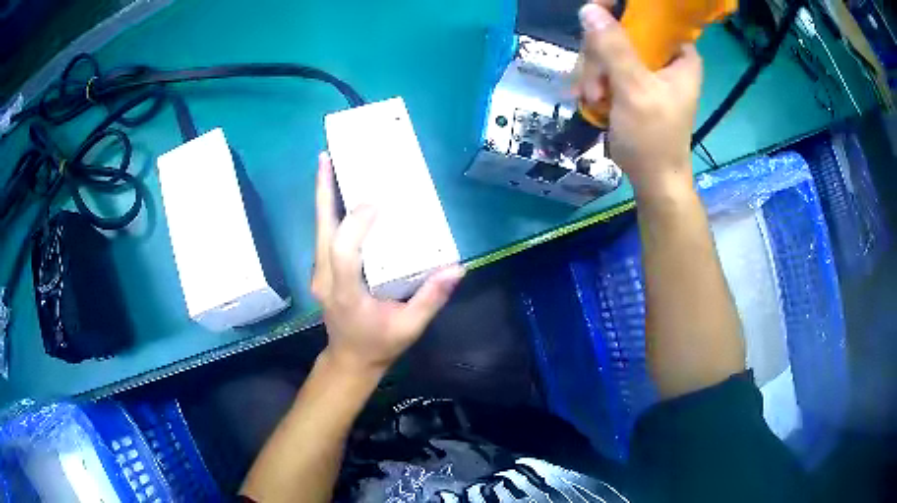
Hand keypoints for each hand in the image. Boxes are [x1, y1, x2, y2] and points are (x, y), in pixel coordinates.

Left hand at [311, 152, 464, 374]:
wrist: (350, 360)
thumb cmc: (379, 344)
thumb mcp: (410, 327)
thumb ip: (431, 299)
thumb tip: (456, 268)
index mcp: (346, 293)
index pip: (344, 252)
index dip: (356, 225)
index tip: (376, 202)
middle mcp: (325, 279)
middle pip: (322, 230)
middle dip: (324, 192)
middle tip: (326, 158)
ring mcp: (318, 274)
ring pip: (318, 229)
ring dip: (323, 196)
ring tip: (328, 165)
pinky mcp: (320, 270)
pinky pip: (323, 236)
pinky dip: (328, 211)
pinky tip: (336, 193)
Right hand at [575, 2, 702, 198]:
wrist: (653, 179)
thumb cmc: (653, 137)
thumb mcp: (634, 89)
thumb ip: (613, 47)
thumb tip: (589, 9)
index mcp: (679, 54)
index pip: (651, 17)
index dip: (621, 13)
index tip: (597, 23)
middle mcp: (665, 57)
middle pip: (622, 31)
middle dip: (601, 56)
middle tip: (597, 82)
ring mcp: (647, 70)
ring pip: (607, 48)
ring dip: (593, 71)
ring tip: (594, 97)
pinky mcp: (632, 82)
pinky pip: (605, 65)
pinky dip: (595, 80)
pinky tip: (593, 99)